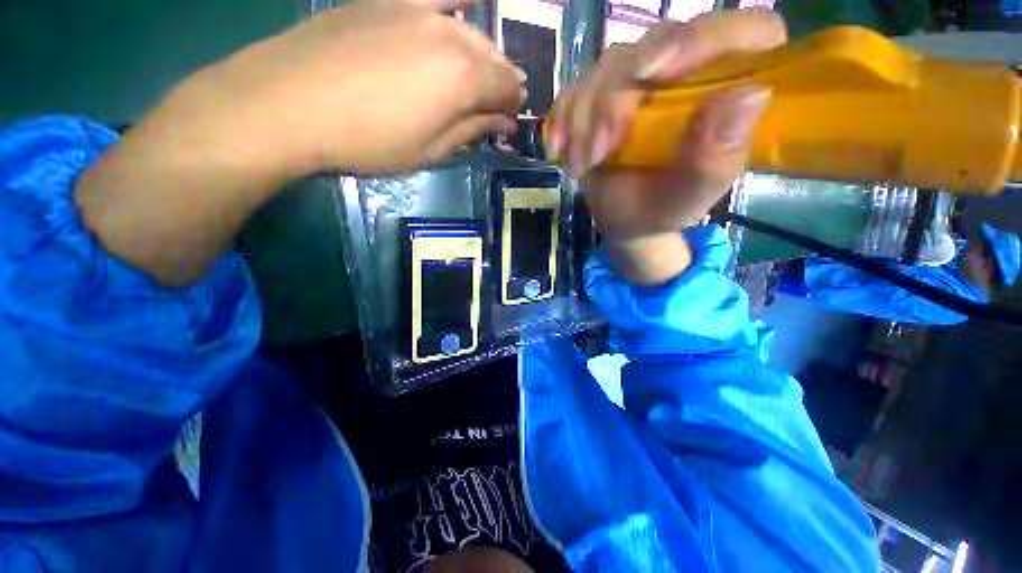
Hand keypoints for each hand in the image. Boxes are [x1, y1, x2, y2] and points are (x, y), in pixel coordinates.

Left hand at [161, 0, 523, 176]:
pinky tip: (461, 17)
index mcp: (464, 78)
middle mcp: (451, 34)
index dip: (513, 109)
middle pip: (495, 57)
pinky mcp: (389, 0)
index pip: (508, 89)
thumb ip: (471, 130)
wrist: (289, 103)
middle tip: (496, 107)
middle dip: (503, 83)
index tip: (508, 125)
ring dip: (484, 55)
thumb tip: (503, 123)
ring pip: (471, 30)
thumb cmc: (369, 141)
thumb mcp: (429, 150)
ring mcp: (419, 9)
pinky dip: (457, 9)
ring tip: (479, 76)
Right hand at [546, 10, 785, 284]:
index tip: (657, 72)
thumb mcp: (693, 194)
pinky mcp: (604, 93)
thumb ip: (718, 156)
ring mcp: (641, 79)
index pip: (744, 34)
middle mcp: (687, 72)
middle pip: (660, 41)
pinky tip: (559, 150)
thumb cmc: (666, 208)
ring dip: (586, 117)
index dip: (706, 38)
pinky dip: (562, 119)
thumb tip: (749, 94)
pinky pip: (577, 88)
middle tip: (602, 148)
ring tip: (583, 165)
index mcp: (726, 90)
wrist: (627, 218)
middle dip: (619, 95)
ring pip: (610, 65)